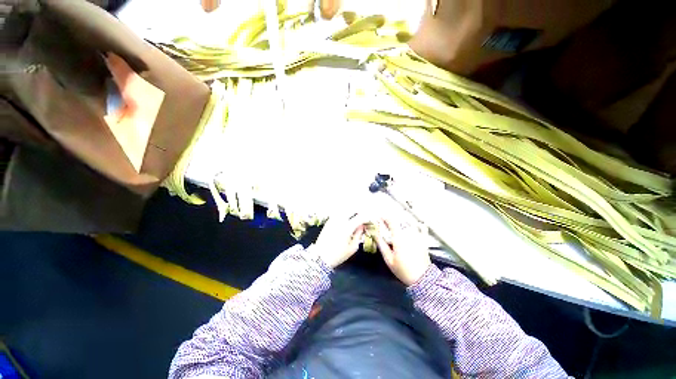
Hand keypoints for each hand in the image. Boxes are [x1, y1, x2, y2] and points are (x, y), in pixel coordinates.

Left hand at [314, 213, 366, 267]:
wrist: (320, 257)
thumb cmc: (338, 255)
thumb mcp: (352, 247)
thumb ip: (359, 234)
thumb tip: (362, 226)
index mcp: (347, 227)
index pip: (360, 217)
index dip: (367, 217)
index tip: (371, 219)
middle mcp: (340, 220)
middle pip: (352, 209)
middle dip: (360, 211)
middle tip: (364, 216)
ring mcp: (333, 219)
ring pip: (345, 209)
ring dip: (352, 211)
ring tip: (357, 216)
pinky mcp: (328, 221)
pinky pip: (338, 213)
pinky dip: (345, 213)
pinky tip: (347, 218)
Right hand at [374, 217, 430, 285]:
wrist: (422, 279)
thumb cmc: (402, 269)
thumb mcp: (388, 258)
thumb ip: (381, 244)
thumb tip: (374, 233)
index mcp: (398, 237)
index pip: (391, 221)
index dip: (384, 218)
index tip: (379, 218)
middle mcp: (408, 234)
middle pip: (399, 221)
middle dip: (391, 221)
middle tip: (385, 224)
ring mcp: (417, 236)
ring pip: (409, 223)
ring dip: (401, 222)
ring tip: (397, 226)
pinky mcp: (424, 241)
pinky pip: (423, 229)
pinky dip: (419, 225)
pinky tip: (417, 224)